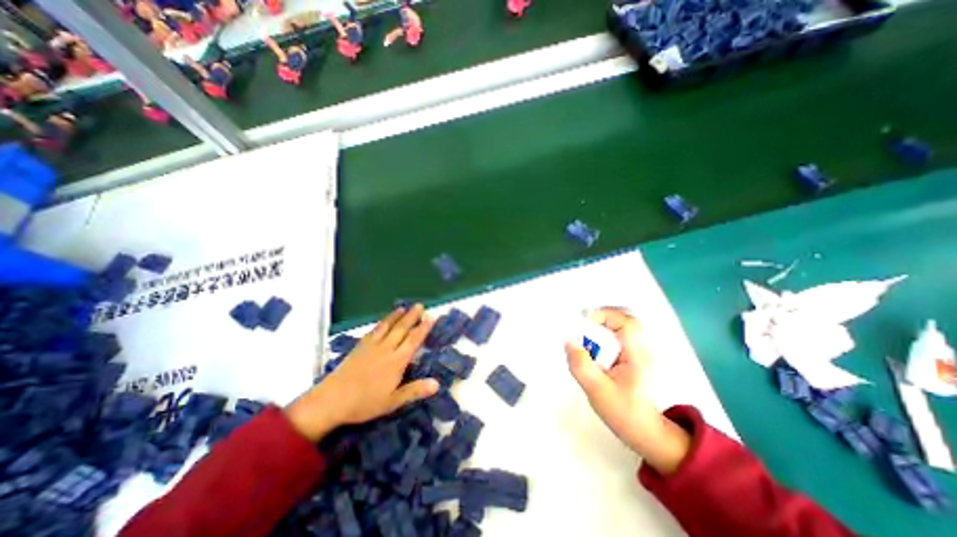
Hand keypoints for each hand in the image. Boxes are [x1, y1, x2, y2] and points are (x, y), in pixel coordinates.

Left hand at [285, 304, 438, 441]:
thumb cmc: (365, 403)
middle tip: (420, 305)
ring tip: (404, 307)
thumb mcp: (393, 401)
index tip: (431, 317)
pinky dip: (381, 323)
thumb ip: (415, 390)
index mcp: (397, 361)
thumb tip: (437, 384)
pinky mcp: (360, 346)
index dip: (423, 328)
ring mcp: (372, 346)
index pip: (414, 340)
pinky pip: (374, 330)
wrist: (331, 400)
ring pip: (387, 326)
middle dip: (412, 316)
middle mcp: (386, 349)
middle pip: (402, 329)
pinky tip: (383, 321)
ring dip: (397, 316)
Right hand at [562, 309, 691, 470]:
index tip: (584, 319)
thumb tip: (569, 343)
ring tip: (585, 332)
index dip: (605, 314)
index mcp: (637, 355)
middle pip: (625, 319)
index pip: (627, 323)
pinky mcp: (634, 357)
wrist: (647, 433)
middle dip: (602, 316)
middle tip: (582, 322)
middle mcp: (641, 349)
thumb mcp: (597, 391)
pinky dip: (605, 333)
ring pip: (623, 326)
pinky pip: (619, 336)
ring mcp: (639, 353)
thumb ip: (582, 366)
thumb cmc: (624, 413)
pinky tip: (593, 345)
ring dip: (603, 324)